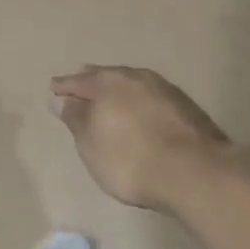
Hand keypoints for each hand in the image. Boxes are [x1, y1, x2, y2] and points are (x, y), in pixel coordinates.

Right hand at [50, 66, 233, 211]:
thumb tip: (60, 99)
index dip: (64, 87)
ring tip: (112, 97)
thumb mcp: (92, 145)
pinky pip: (151, 95)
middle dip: (92, 81)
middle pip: (106, 76)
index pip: (77, 81)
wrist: (195, 172)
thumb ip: (75, 119)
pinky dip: (140, 100)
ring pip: (131, 83)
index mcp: (106, 83)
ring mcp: (162, 88)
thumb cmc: (131, 160)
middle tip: (81, 84)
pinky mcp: (184, 105)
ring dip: (119, 89)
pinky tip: (142, 110)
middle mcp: (132, 77)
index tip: (54, 89)